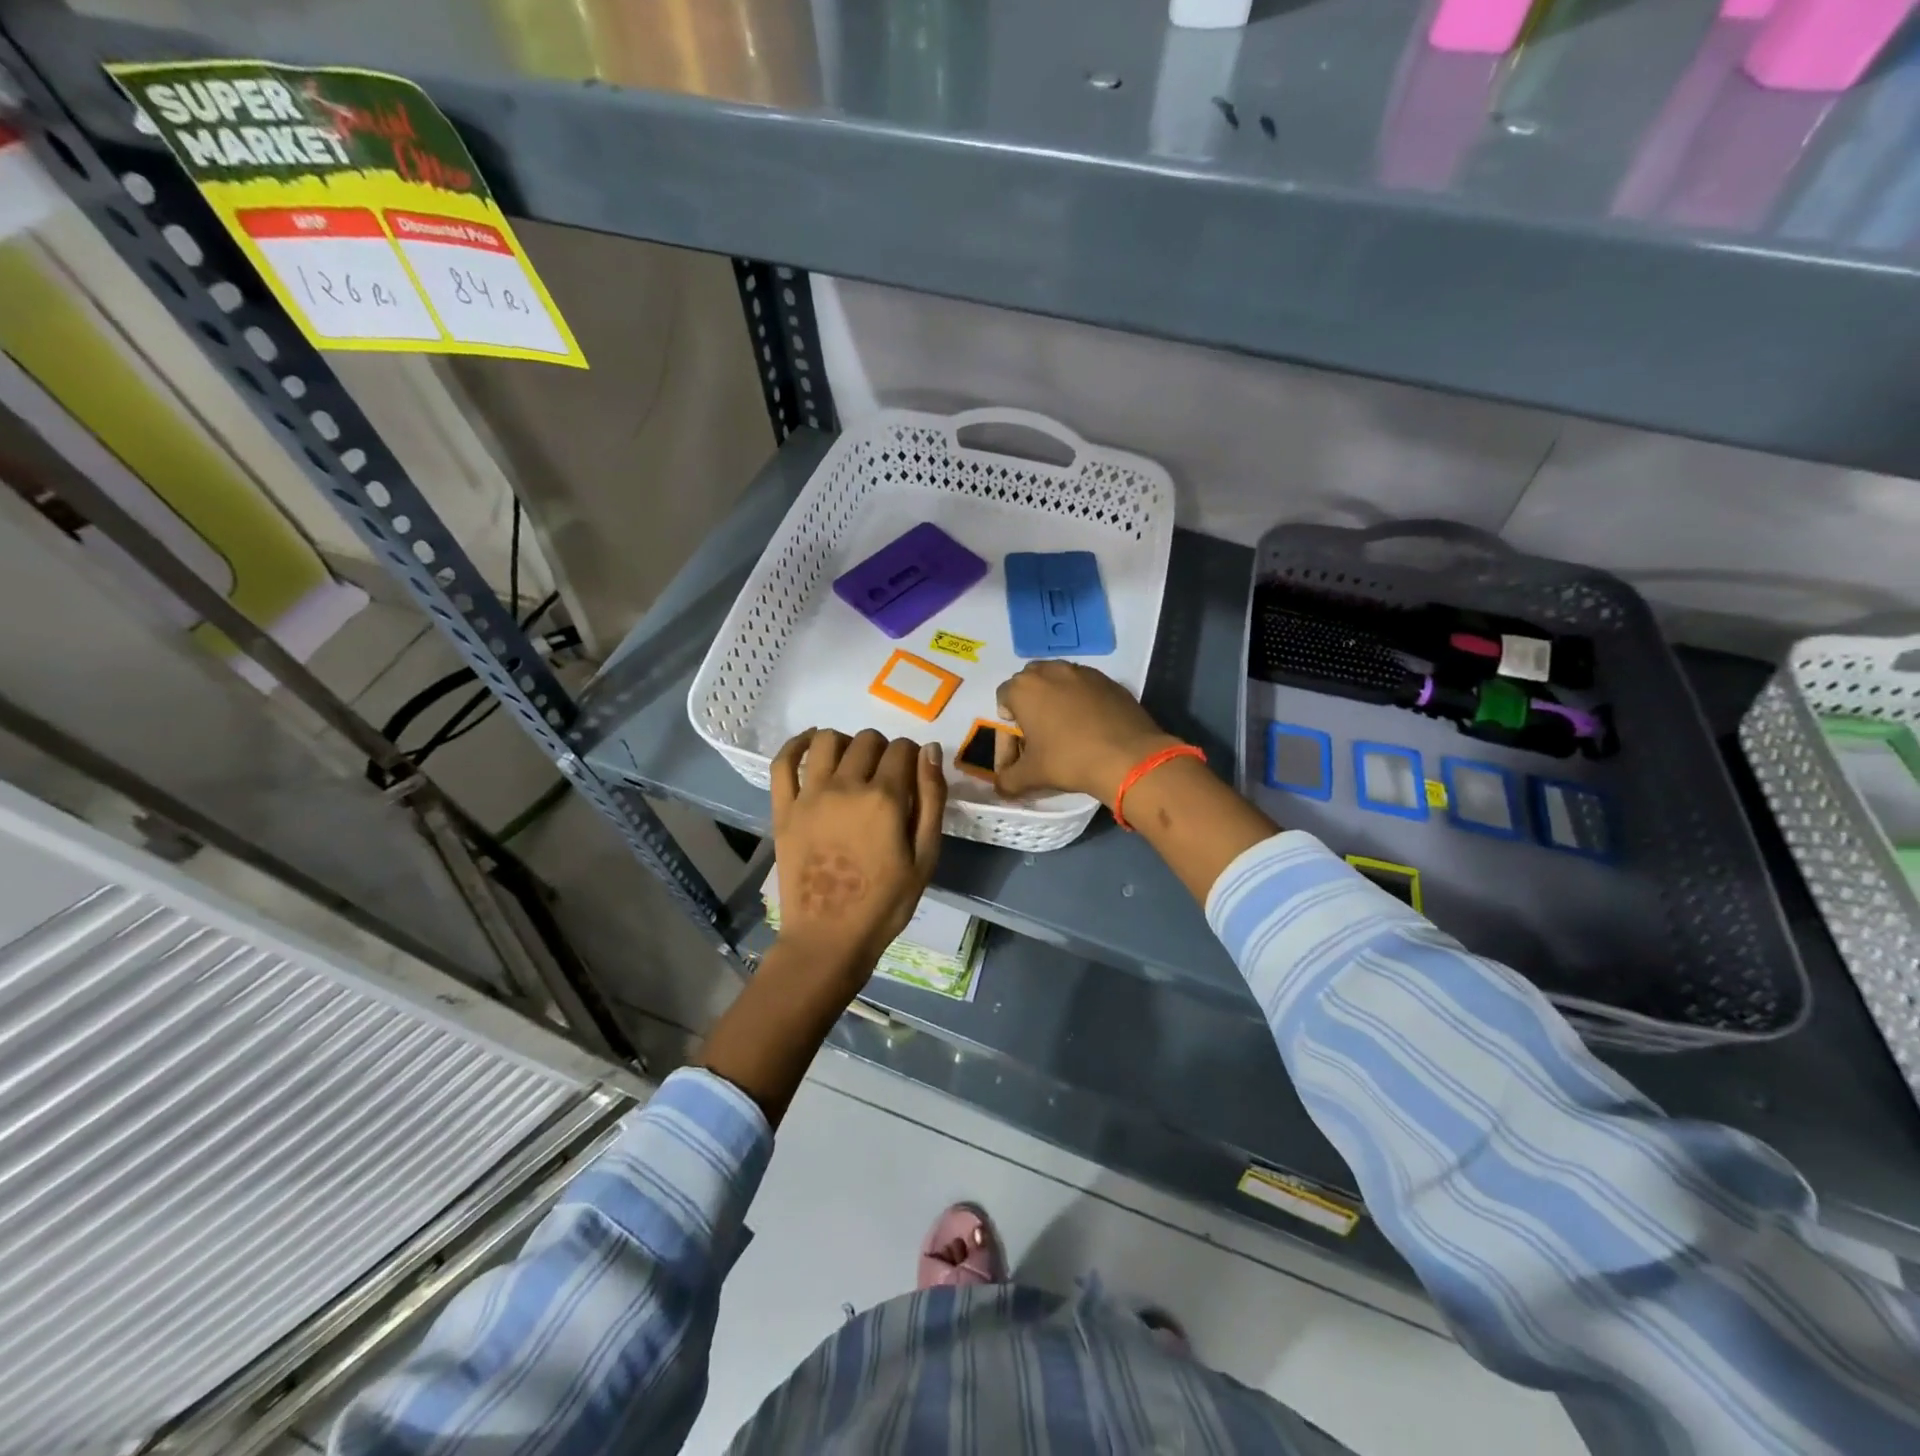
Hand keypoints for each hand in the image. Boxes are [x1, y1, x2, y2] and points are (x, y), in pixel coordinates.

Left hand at [769, 728, 946, 982]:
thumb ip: (931, 800)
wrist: (830, 937)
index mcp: (885, 798)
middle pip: (867, 740)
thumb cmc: (885, 903)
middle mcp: (846, 786)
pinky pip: (783, 762)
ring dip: (846, 742)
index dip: (912, 756)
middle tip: (885, 776)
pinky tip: (810, 744)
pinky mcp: (784, 809)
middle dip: (883, 749)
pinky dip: (797, 744)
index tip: (913, 774)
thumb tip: (929, 751)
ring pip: (827, 740)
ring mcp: (810, 796)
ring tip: (852, 762)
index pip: (902, 749)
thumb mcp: (925, 856)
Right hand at [994, 662, 1180, 808]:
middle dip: (1029, 705)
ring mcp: (1083, 672)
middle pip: (1030, 683)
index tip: (1018, 748)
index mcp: (1025, 688)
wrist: (1128, 758)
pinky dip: (1082, 701)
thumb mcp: (1031, 776)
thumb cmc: (1069, 760)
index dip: (1006, 725)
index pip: (1003, 698)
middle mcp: (1051, 671)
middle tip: (1037, 734)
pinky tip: (1091, 726)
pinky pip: (1085, 687)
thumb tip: (1001, 787)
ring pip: (1059, 681)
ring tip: (1064, 728)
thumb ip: (1008, 780)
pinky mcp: (1109, 681)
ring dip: (1055, 700)